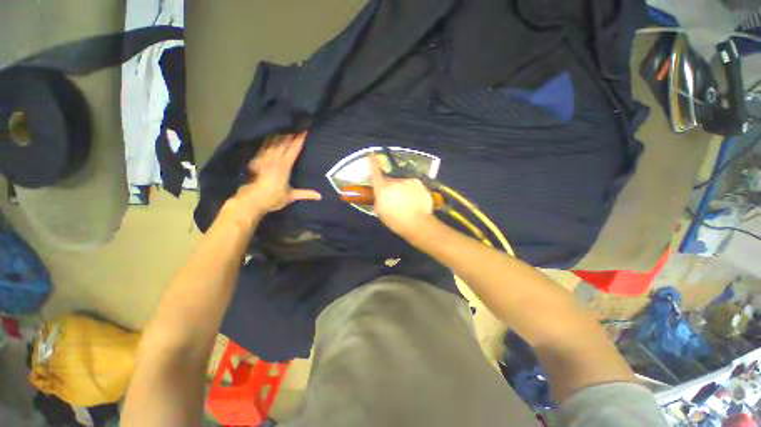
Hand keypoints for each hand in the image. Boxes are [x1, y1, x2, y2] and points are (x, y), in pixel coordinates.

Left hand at [229, 132, 320, 219]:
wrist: (250, 200)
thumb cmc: (272, 198)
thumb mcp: (291, 196)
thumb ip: (306, 194)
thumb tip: (320, 196)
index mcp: (284, 165)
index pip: (294, 149)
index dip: (300, 139)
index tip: (305, 130)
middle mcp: (274, 158)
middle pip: (284, 142)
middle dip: (291, 133)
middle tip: (297, 124)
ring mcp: (263, 157)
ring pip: (273, 141)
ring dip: (280, 134)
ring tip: (285, 125)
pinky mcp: (255, 158)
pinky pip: (263, 145)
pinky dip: (268, 138)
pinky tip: (270, 135)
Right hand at [369, 154, 436, 236]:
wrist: (418, 223)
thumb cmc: (396, 220)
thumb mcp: (380, 212)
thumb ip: (378, 200)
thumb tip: (380, 195)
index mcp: (383, 188)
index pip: (376, 173)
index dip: (373, 163)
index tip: (372, 154)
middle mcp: (395, 181)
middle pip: (391, 181)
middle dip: (391, 188)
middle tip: (395, 201)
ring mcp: (408, 181)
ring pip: (403, 183)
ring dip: (403, 189)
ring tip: (408, 203)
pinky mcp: (419, 183)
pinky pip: (413, 185)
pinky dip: (413, 191)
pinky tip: (415, 201)